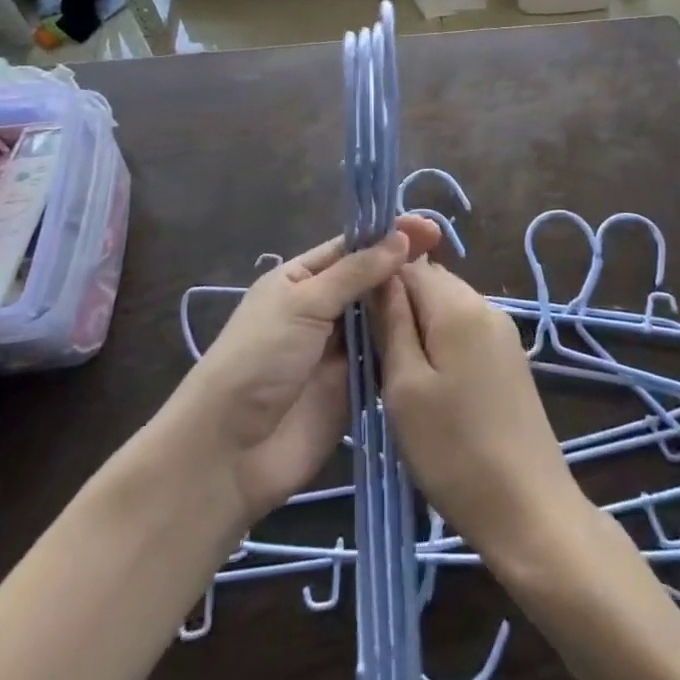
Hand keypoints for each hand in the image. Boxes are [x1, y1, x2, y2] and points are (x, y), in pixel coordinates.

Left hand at [169, 216, 439, 523]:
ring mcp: (340, 350)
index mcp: (301, 280)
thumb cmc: (259, 359)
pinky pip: (387, 358)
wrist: (231, 451)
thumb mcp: (303, 303)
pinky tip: (439, 332)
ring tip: (448, 290)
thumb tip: (400, 238)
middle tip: (444, 254)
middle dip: (402, 268)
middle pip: (370, 282)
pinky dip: (407, 346)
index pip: (351, 248)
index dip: (388, 235)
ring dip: (408, 305)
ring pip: (383, 319)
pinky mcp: (356, 388)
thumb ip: (356, 272)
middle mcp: (322, 309)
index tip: (429, 228)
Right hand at [375, 260, 586, 565]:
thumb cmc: (453, 449)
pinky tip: (431, 383)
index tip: (357, 320)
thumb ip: (392, 324)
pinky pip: (466, 331)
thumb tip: (383, 278)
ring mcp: (503, 332)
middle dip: (401, 306)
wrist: (528, 508)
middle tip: (374, 351)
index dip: (380, 284)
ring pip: (449, 309)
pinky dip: (443, 344)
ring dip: (421, 327)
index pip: (410, 266)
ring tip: (398, 372)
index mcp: (459, 306)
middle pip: (433, 284)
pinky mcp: (510, 358)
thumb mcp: (404, 387)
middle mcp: (486, 306)